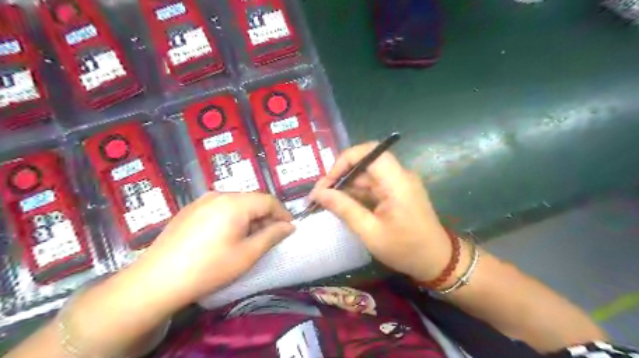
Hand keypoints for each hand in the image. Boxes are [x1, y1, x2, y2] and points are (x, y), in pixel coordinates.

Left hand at [133, 192, 297, 306]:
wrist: (157, 281)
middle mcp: (218, 195)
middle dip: (265, 216)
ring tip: (249, 238)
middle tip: (270, 236)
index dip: (282, 213)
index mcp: (235, 203)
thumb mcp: (248, 254)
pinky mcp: (189, 209)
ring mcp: (201, 201)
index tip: (289, 228)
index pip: (268, 200)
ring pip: (235, 203)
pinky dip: (231, 217)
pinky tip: (226, 236)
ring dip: (248, 217)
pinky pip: (219, 207)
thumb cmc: (209, 268)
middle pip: (251, 200)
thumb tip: (289, 226)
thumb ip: (272, 236)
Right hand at [313, 142, 450, 282]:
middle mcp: (399, 176)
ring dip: (345, 187)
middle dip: (340, 177)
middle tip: (319, 196)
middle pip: (364, 164)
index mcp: (397, 181)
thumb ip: (344, 209)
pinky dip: (356, 194)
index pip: (369, 152)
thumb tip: (319, 193)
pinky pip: (372, 186)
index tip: (327, 181)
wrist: (437, 262)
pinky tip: (341, 205)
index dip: (344, 160)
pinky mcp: (396, 192)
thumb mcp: (370, 232)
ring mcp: (398, 183)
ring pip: (366, 176)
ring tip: (324, 202)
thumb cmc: (405, 249)